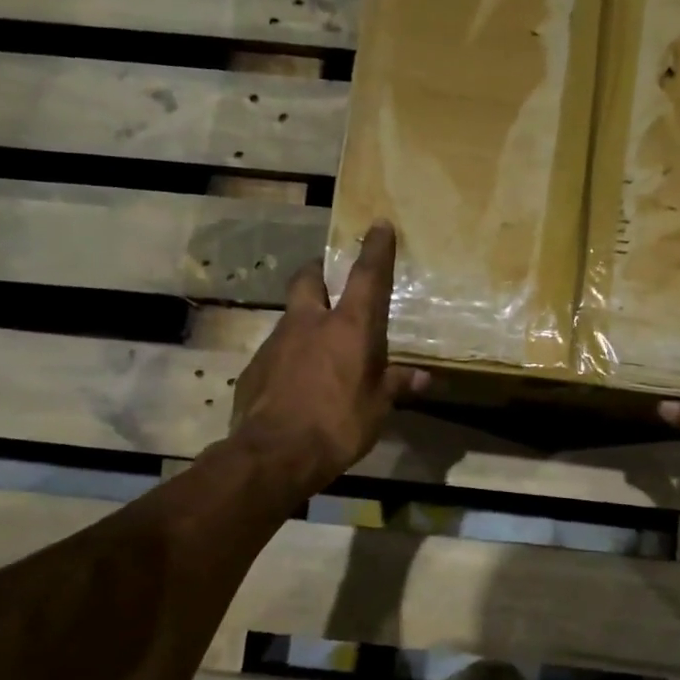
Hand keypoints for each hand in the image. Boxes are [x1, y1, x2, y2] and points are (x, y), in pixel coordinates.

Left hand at [230, 220, 429, 496]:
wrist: (274, 453)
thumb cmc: (338, 424)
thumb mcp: (377, 408)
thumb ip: (397, 386)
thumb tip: (424, 377)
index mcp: (348, 327)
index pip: (366, 276)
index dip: (375, 249)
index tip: (378, 225)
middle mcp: (309, 322)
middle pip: (309, 279)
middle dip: (319, 272)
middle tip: (330, 281)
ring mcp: (276, 341)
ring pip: (291, 316)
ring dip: (305, 321)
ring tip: (319, 345)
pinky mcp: (254, 366)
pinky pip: (276, 350)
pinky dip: (289, 356)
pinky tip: (296, 382)